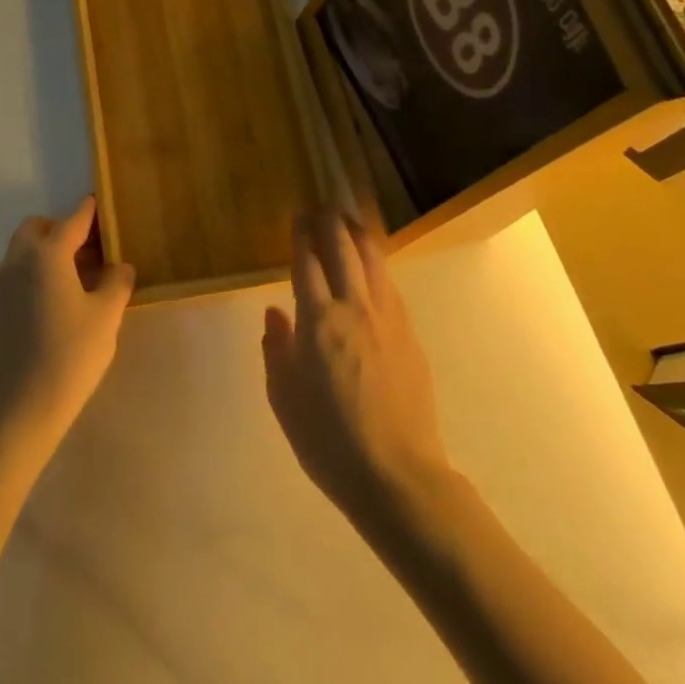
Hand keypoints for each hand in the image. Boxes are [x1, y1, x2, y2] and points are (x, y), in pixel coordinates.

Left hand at [0, 196, 134, 449]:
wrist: (25, 404)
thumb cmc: (71, 352)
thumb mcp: (107, 314)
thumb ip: (117, 281)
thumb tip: (119, 266)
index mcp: (46, 254)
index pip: (72, 220)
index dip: (90, 210)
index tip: (103, 202)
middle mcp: (19, 260)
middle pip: (39, 228)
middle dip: (64, 228)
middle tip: (94, 247)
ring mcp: (5, 283)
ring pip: (26, 248)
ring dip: (51, 248)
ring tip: (85, 271)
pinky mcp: (1, 305)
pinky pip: (21, 269)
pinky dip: (41, 267)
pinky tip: (67, 292)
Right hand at [263, 213, 448, 524]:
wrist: (397, 475)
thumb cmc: (328, 440)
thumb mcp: (284, 398)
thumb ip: (276, 348)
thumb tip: (274, 313)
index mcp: (318, 321)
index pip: (307, 263)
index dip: (301, 236)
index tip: (298, 218)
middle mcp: (354, 308)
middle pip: (343, 249)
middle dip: (330, 223)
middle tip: (321, 208)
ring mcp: (387, 319)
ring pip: (373, 260)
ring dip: (358, 234)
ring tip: (349, 220)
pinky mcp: (409, 334)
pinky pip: (390, 284)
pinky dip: (378, 263)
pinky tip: (373, 264)